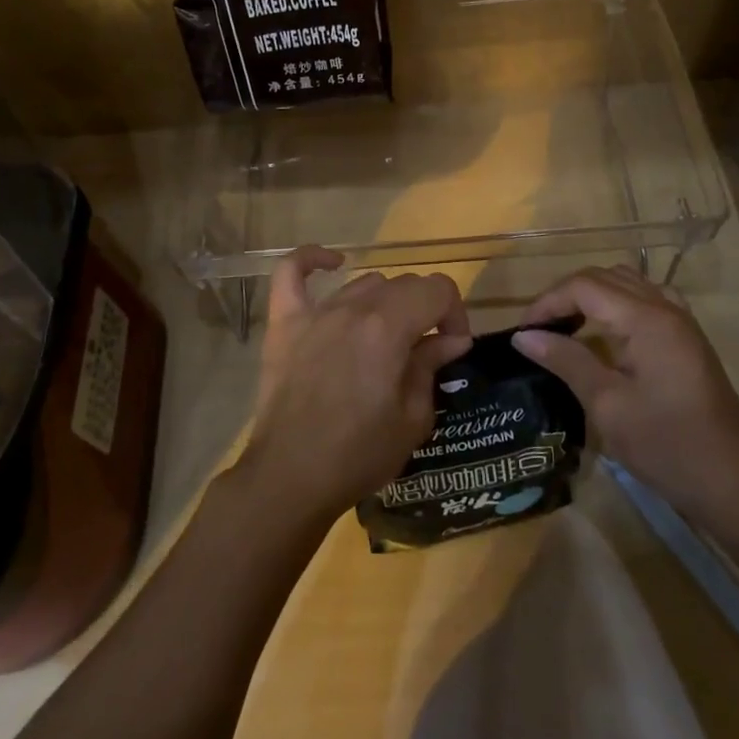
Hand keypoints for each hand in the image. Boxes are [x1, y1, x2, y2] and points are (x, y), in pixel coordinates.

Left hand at [238, 246, 472, 522]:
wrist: (291, 478)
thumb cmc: (359, 455)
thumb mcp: (413, 419)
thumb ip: (431, 367)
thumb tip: (451, 340)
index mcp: (389, 327)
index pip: (437, 289)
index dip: (455, 314)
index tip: (453, 347)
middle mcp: (353, 308)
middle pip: (403, 284)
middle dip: (425, 311)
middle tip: (425, 351)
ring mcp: (314, 312)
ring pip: (363, 284)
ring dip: (385, 303)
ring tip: (385, 337)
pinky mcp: (283, 323)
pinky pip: (290, 273)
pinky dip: (311, 260)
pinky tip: (333, 264)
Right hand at [512, 266, 738, 516]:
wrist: (732, 483)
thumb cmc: (665, 445)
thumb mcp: (606, 405)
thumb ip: (566, 360)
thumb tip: (524, 336)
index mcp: (646, 319)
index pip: (584, 286)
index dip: (548, 302)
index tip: (522, 332)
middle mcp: (665, 308)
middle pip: (605, 277)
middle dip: (565, 295)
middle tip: (538, 329)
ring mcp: (681, 322)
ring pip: (627, 283)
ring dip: (592, 295)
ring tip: (567, 325)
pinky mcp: (687, 340)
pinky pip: (647, 300)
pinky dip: (619, 304)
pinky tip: (608, 331)